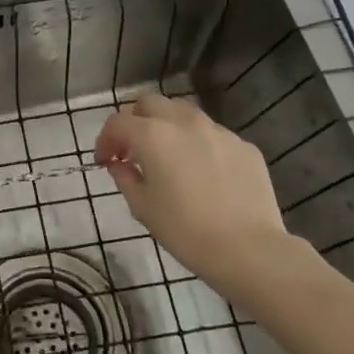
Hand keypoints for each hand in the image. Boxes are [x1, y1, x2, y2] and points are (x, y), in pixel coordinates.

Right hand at [95, 93, 300, 294]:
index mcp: (153, 136)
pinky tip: (203, 172)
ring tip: (169, 155)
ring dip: (168, 126)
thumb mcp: (142, 208)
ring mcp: (218, 131)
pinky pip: (213, 135)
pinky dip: (199, 144)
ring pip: (184, 113)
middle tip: (133, 149)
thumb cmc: (185, 231)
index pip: (118, 122)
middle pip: (151, 103)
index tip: (104, 161)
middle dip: (135, 121)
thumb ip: (125, 178)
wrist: (249, 249)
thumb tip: (120, 165)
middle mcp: (185, 122)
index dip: (105, 140)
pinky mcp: (244, 146)